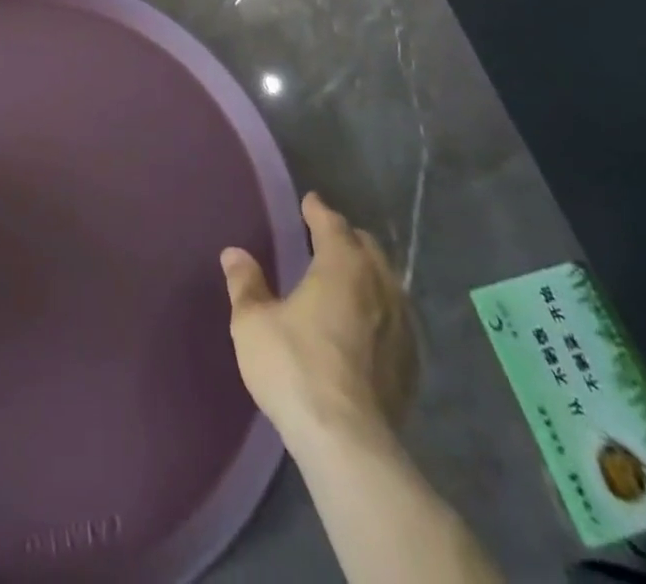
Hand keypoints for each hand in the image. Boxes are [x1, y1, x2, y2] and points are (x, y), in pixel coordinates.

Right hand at [220, 192, 418, 453]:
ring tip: (347, 279)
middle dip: (346, 238)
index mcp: (341, 265)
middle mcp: (378, 284)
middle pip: (366, 247)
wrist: (349, 443)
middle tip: (324, 238)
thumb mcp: (253, 322)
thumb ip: (245, 283)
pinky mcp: (412, 363)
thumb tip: (234, 253)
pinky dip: (379, 308)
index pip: (332, 223)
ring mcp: (402, 325)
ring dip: (367, 273)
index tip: (310, 202)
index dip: (318, 210)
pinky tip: (367, 324)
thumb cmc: (295, 367)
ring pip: (386, 281)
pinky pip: (396, 318)